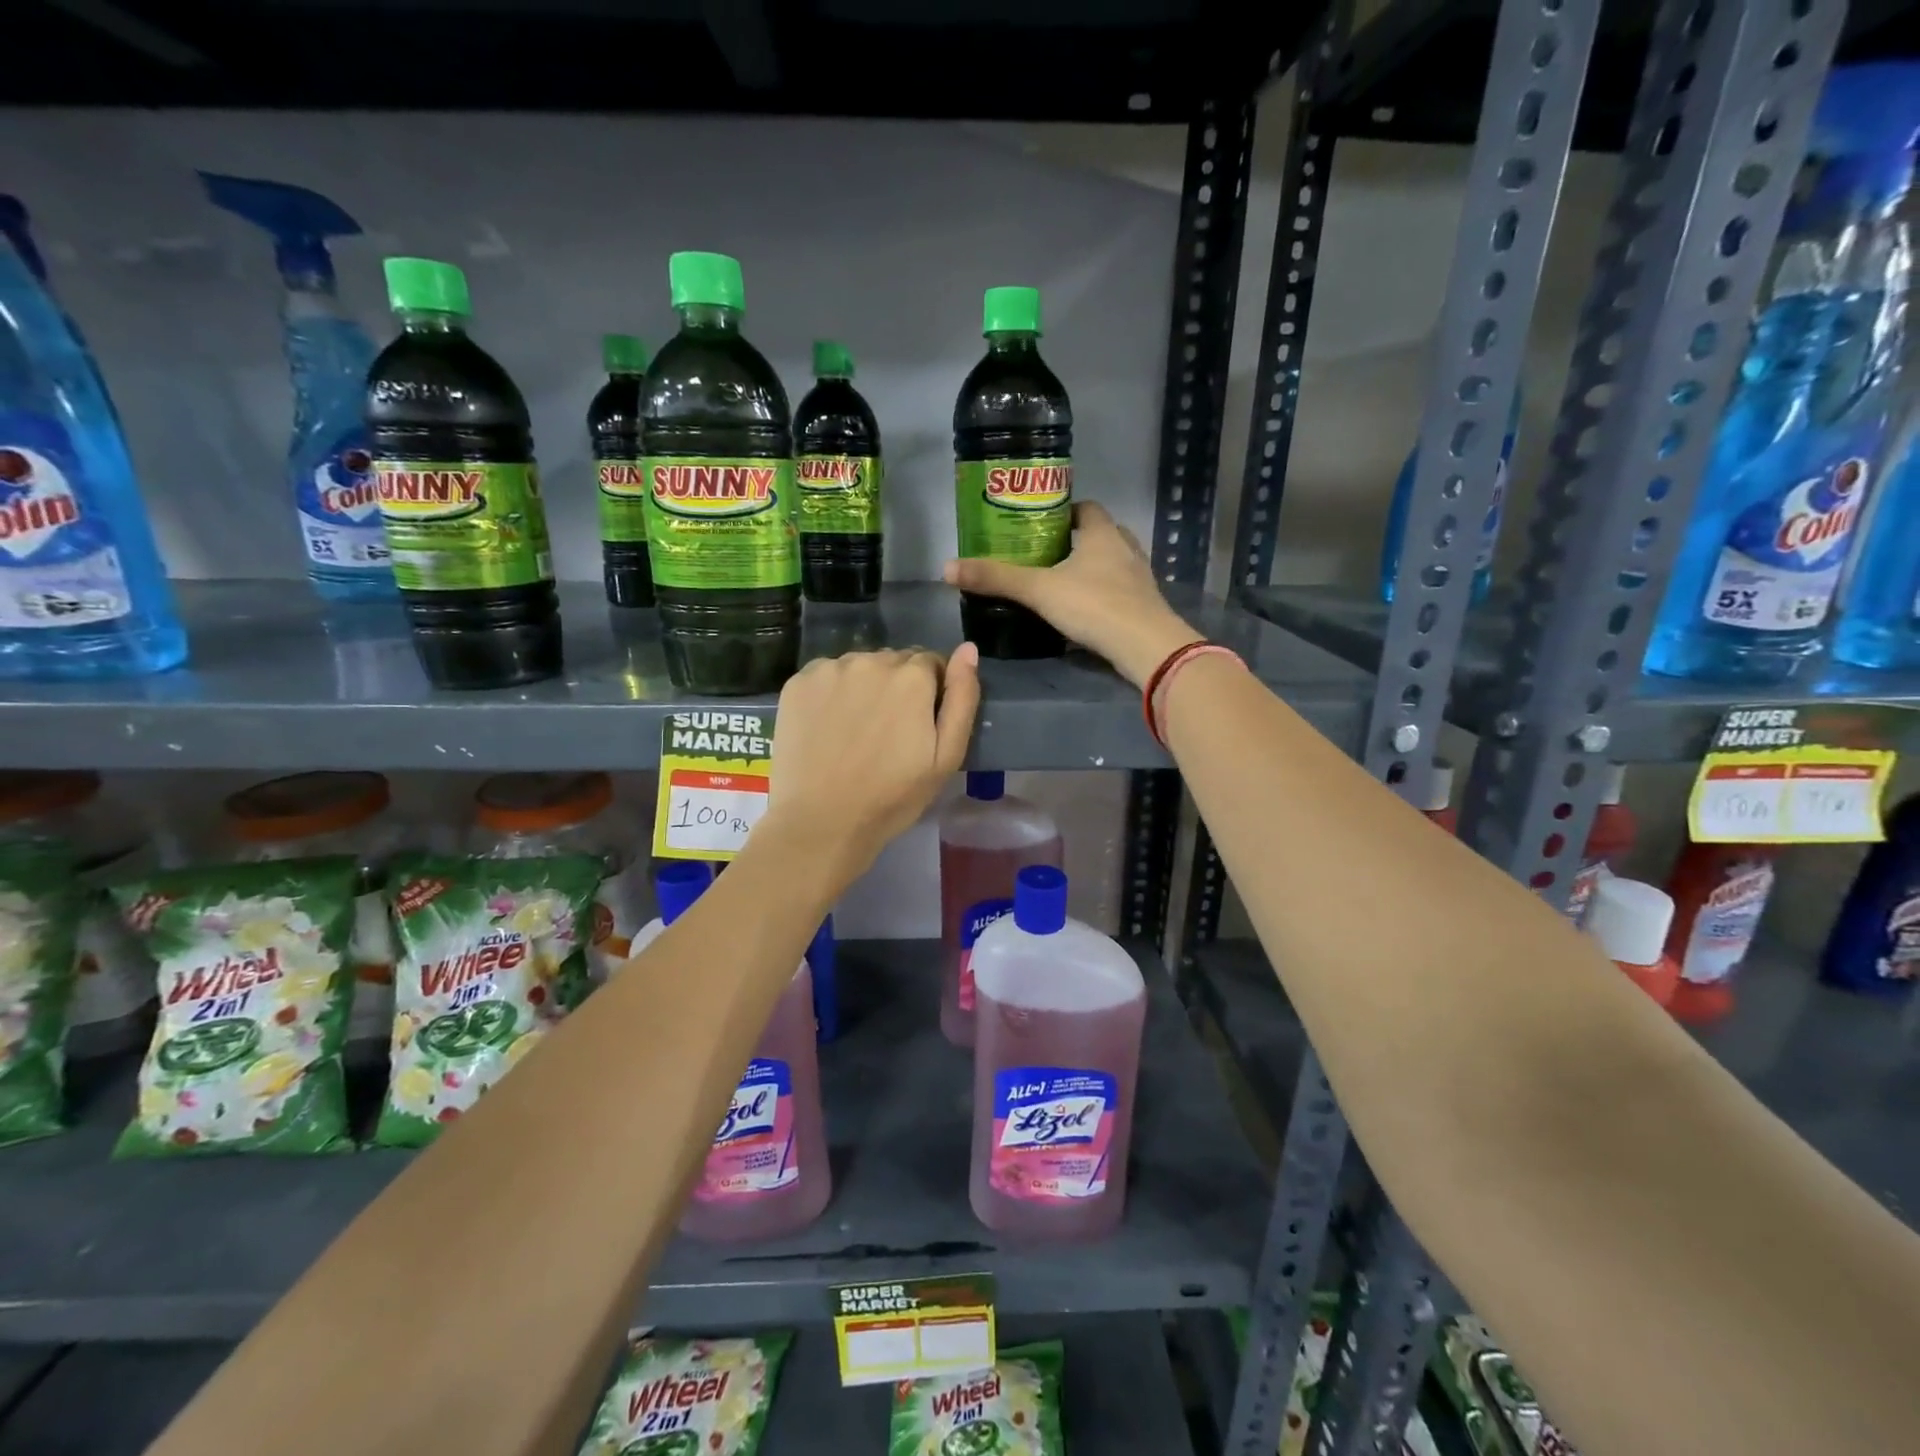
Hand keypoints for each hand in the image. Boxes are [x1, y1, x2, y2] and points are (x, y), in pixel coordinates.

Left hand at [763, 645, 980, 884]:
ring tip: (856, 731)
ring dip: (864, 687)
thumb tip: (969, 649)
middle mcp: (870, 660)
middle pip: (894, 662)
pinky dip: (831, 693)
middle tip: (888, 732)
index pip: (930, 663)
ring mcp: (830, 669)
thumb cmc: (892, 797)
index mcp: (912, 677)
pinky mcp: (798, 682)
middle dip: (897, 687)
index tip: (918, 725)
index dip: (929, 693)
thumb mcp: (946, 757)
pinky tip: (828, 727)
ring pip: (859, 667)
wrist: (821, 822)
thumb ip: (962, 698)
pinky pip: (826, 676)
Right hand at [943, 502, 1201, 684]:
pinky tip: (1085, 611)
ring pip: (1112, 563)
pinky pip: (1120, 590)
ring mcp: (1140, 578)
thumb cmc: (1094, 606)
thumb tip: (947, 568)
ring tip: (1062, 583)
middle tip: (1045, 556)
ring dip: (1091, 568)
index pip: (1085, 508)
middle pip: (1100, 534)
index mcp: (1102, 533)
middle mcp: (1126, 548)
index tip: (1040, 524)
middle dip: (1075, 542)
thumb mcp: (1039, 591)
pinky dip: (1103, 594)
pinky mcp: (1145, 605)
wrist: (1145, 646)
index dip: (1064, 512)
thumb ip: (996, 579)